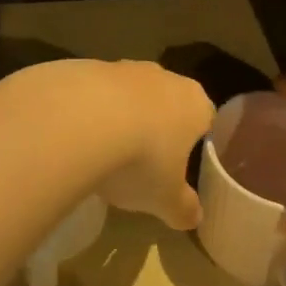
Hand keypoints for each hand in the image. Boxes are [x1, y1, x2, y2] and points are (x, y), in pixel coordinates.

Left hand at [91, 59, 211, 231]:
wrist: (80, 120)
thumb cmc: (140, 160)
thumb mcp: (166, 199)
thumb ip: (184, 209)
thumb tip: (194, 218)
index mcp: (195, 104)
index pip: (207, 118)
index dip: (197, 141)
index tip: (185, 163)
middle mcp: (164, 77)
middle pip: (168, 102)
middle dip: (158, 127)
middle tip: (145, 162)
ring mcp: (125, 67)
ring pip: (131, 94)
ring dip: (123, 116)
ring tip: (107, 153)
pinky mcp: (89, 66)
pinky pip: (96, 93)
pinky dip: (91, 111)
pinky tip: (78, 137)